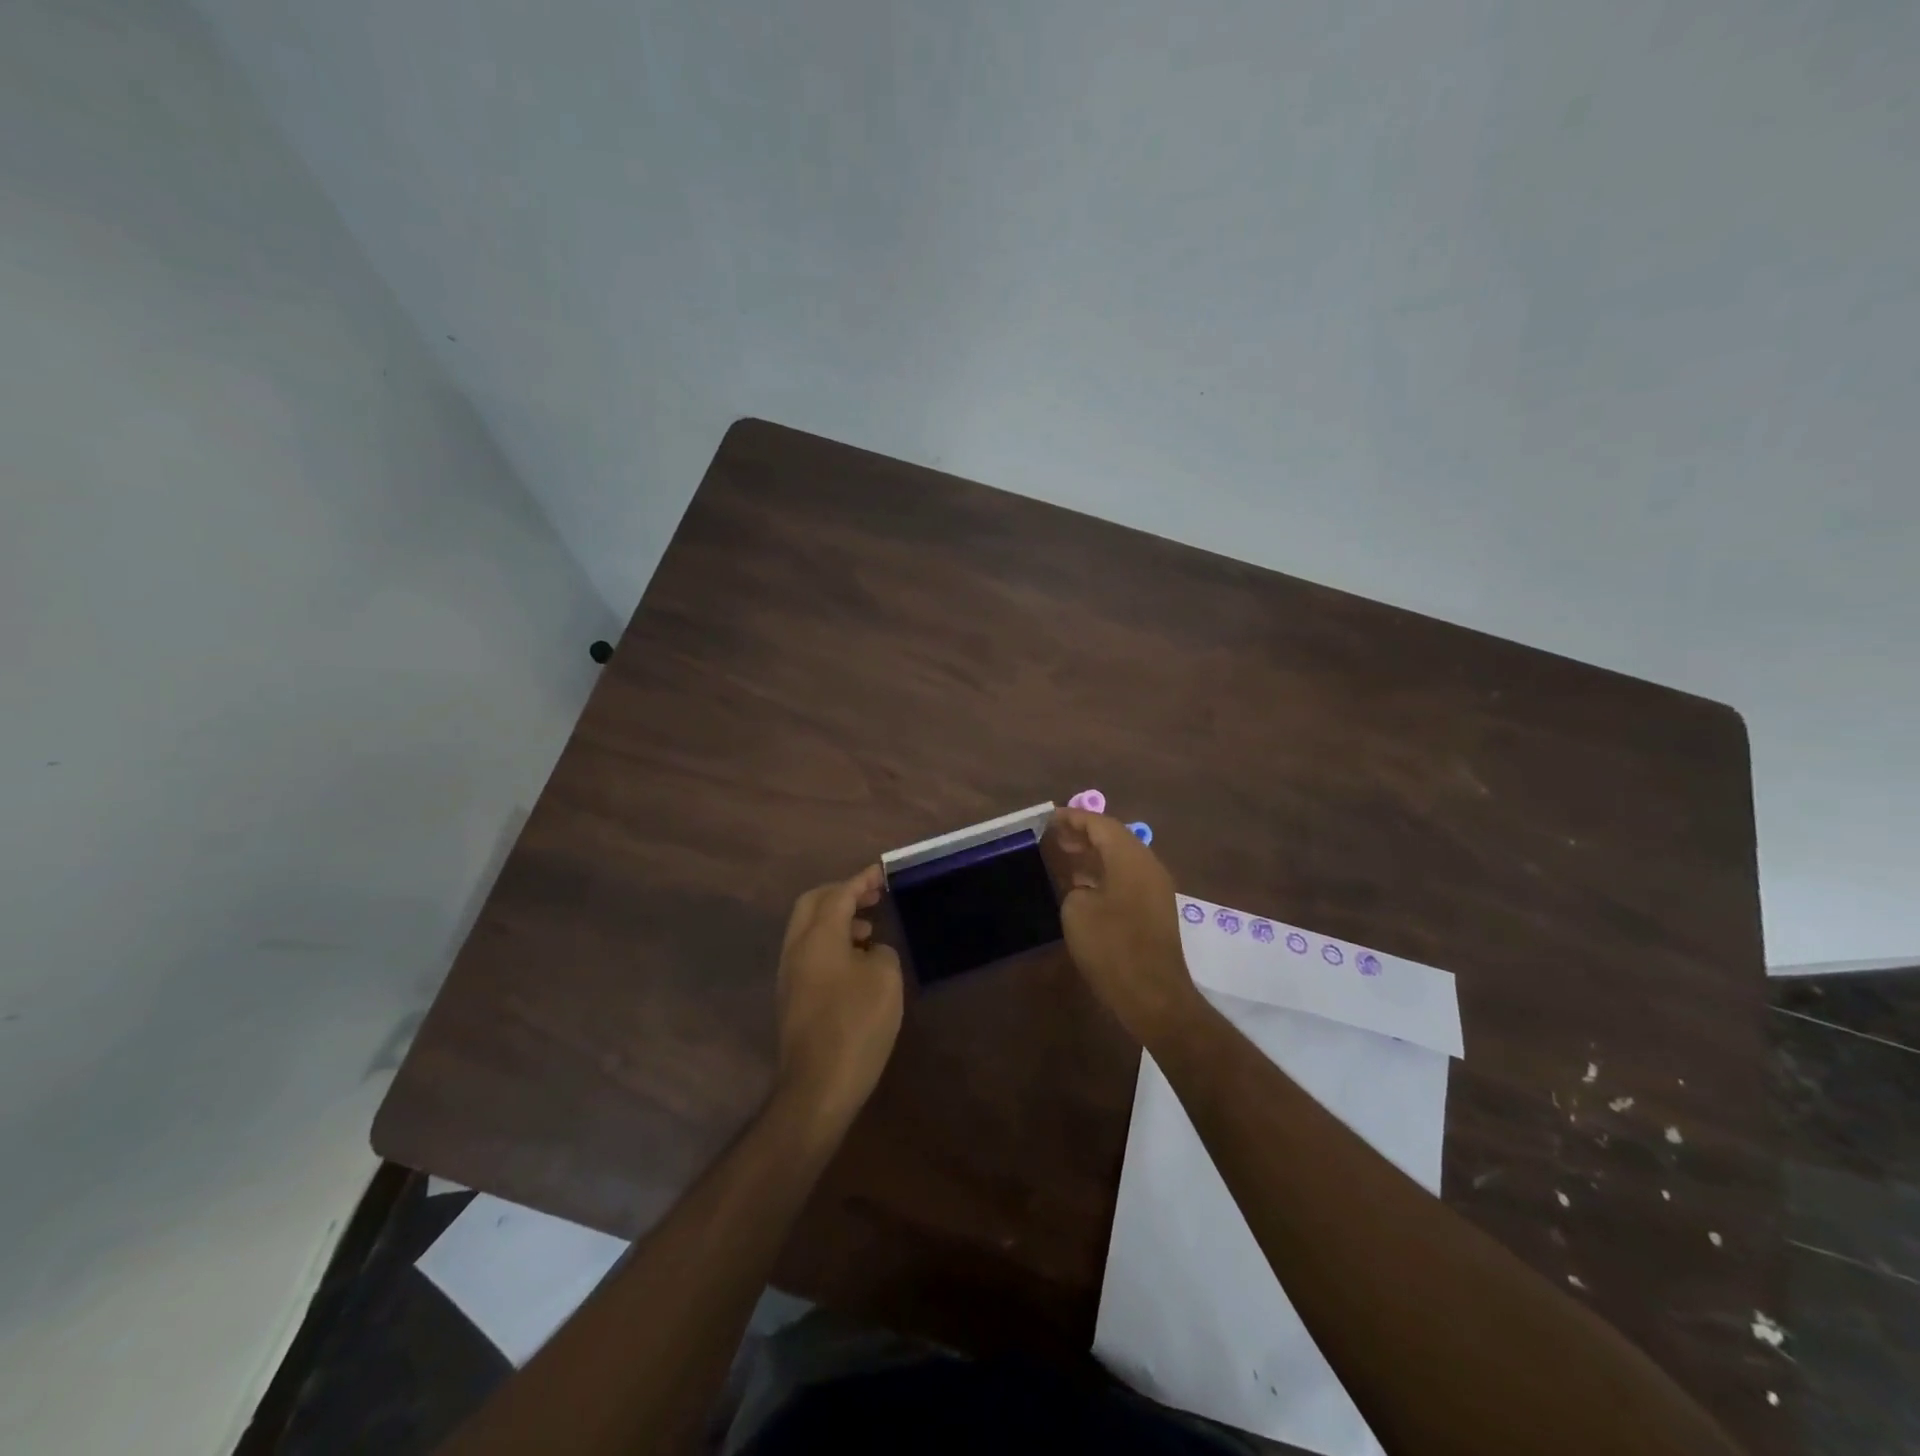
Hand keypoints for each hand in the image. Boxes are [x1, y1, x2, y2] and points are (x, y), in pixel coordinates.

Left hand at [773, 865, 903, 1125]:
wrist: (818, 1085)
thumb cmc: (856, 1024)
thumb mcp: (885, 979)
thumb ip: (881, 952)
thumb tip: (870, 951)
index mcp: (818, 936)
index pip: (838, 894)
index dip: (861, 880)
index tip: (881, 872)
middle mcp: (796, 948)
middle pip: (813, 904)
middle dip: (842, 894)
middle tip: (872, 896)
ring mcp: (790, 974)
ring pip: (809, 929)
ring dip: (837, 920)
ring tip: (869, 929)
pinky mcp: (792, 997)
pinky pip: (810, 953)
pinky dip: (832, 943)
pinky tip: (857, 962)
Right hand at [1043, 808, 1203, 1046]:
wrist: (1153, 996)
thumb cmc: (1112, 947)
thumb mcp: (1077, 910)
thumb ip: (1074, 885)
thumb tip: (1082, 886)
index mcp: (1130, 858)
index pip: (1101, 824)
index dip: (1073, 818)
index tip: (1048, 817)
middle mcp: (1147, 866)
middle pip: (1114, 838)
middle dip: (1083, 834)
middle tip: (1052, 835)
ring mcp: (1154, 889)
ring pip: (1120, 859)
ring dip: (1092, 854)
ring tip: (1061, 855)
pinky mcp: (1153, 910)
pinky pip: (1125, 878)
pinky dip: (1102, 874)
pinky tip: (1080, 885)